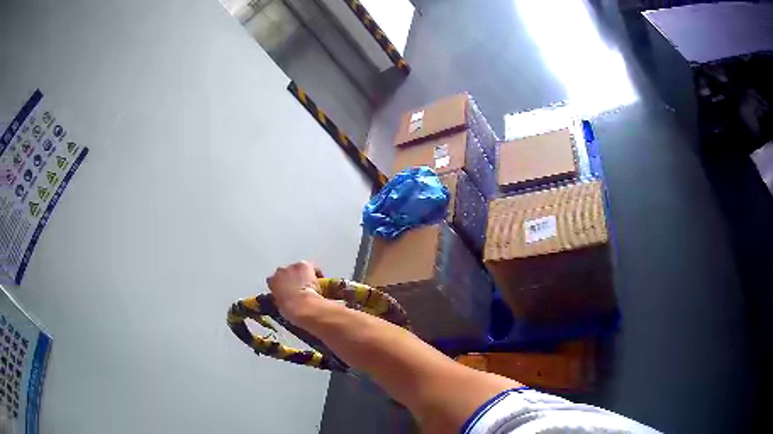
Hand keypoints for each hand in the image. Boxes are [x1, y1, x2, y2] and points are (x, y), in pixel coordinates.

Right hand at [266, 261, 323, 322]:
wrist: (302, 305)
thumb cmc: (290, 310)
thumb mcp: (279, 306)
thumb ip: (278, 299)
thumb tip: (282, 299)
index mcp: (272, 282)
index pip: (273, 280)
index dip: (281, 286)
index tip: (286, 292)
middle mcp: (280, 271)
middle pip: (285, 272)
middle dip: (290, 279)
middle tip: (297, 288)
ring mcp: (292, 267)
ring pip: (296, 269)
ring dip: (300, 275)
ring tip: (308, 284)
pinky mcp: (304, 265)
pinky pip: (309, 268)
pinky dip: (313, 273)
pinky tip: (318, 281)